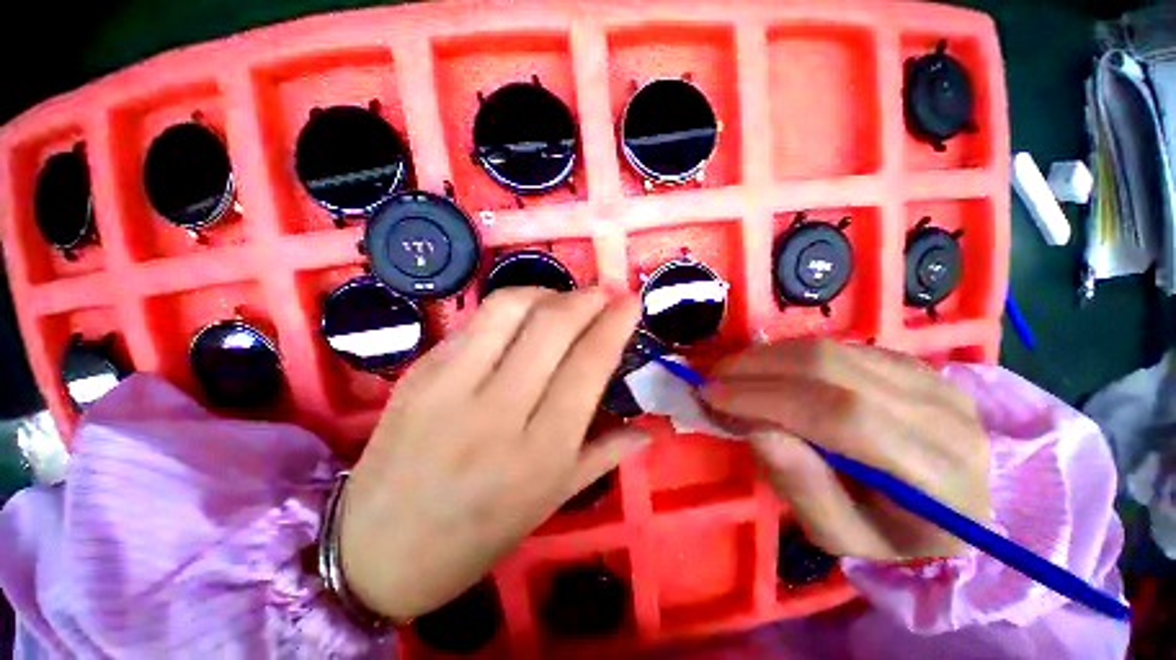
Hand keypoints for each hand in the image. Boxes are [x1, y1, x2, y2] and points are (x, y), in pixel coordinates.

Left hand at [339, 288, 648, 620]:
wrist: (376, 551)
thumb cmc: (476, 536)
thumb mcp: (551, 502)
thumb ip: (603, 456)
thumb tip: (647, 430)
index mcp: (540, 451)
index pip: (589, 364)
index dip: (616, 324)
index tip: (631, 301)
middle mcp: (498, 410)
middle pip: (552, 325)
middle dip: (586, 297)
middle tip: (602, 293)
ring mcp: (451, 385)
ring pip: (509, 307)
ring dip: (546, 291)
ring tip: (562, 300)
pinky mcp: (421, 371)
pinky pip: (475, 322)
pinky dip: (509, 309)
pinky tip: (521, 320)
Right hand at [701, 340, 989, 559]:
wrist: (954, 505)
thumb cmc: (893, 535)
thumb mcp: (840, 537)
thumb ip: (801, 486)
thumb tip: (754, 428)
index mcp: (938, 479)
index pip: (843, 417)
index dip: (767, 398)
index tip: (711, 395)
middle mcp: (945, 417)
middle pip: (835, 370)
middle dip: (758, 368)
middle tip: (713, 377)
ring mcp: (935, 381)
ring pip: (834, 350)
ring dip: (768, 356)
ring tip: (732, 371)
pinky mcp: (916, 364)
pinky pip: (840, 347)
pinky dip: (791, 354)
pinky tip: (769, 370)